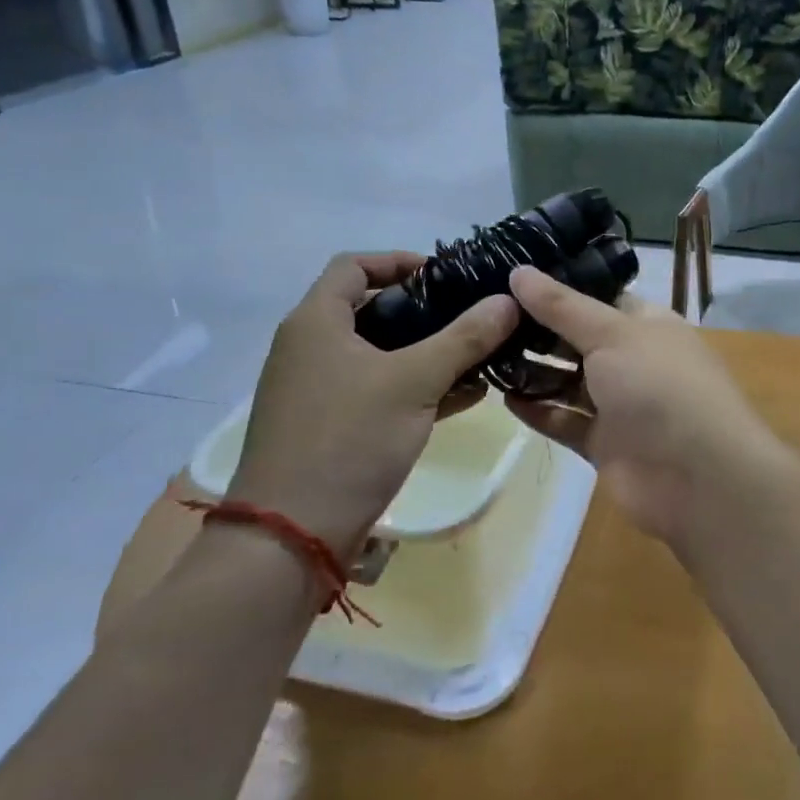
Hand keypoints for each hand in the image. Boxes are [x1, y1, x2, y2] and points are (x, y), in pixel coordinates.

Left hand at [226, 253, 519, 554]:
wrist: (290, 539)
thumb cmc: (348, 440)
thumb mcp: (415, 382)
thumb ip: (465, 338)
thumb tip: (509, 300)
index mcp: (316, 322)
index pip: (354, 265)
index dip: (400, 261)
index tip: (446, 275)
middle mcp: (309, 347)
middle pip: (370, 309)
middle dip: (425, 310)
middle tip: (471, 314)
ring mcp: (317, 390)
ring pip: (379, 354)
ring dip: (427, 351)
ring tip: (479, 354)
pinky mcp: (329, 426)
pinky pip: (378, 390)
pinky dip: (415, 386)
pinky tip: (465, 395)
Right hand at [503, 267, 784, 548]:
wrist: (698, 477)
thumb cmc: (659, 386)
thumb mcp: (611, 333)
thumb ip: (561, 306)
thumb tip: (518, 272)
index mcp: (646, 324)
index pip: (597, 298)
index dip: (557, 290)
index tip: (509, 281)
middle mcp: (633, 359)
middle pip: (578, 340)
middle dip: (538, 331)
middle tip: (485, 317)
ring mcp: (620, 404)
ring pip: (569, 382)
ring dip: (533, 371)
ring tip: (486, 355)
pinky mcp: (605, 443)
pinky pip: (565, 420)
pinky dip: (538, 410)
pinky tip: (503, 398)